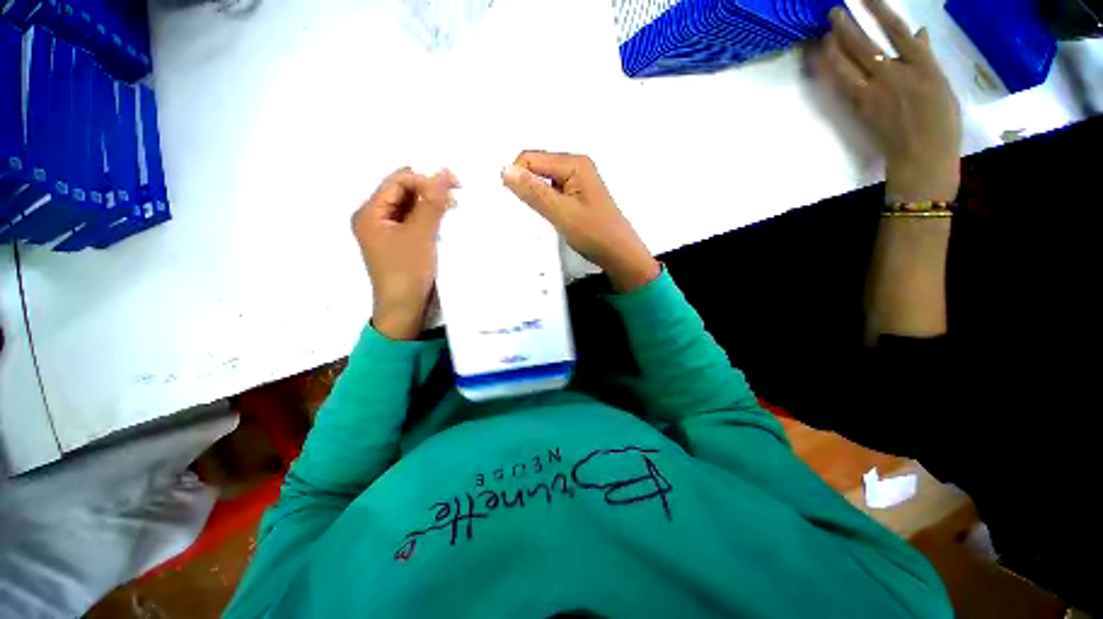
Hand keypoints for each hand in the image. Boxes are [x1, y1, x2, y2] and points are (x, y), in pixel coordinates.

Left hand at [352, 168, 457, 339]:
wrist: (405, 309)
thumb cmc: (408, 271)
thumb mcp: (420, 235)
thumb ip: (432, 203)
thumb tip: (444, 172)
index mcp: (370, 212)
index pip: (398, 181)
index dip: (425, 178)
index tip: (454, 184)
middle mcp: (375, 218)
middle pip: (403, 192)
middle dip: (429, 190)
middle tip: (456, 194)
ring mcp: (388, 231)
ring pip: (411, 206)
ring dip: (432, 204)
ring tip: (454, 208)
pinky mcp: (400, 243)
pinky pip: (415, 222)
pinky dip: (430, 218)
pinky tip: (445, 220)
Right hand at [502, 151, 659, 291]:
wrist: (619, 254)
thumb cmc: (597, 234)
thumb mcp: (562, 213)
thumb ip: (534, 192)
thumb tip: (506, 171)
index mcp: (574, 164)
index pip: (529, 158)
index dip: (518, 178)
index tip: (518, 203)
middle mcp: (575, 166)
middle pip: (536, 167)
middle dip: (527, 187)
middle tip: (535, 212)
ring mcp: (576, 181)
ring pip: (542, 181)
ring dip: (536, 197)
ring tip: (546, 217)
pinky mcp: (575, 195)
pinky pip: (551, 192)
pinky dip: (545, 204)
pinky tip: (552, 218)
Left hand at [814, 0, 961, 201]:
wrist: (921, 155)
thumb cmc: (940, 121)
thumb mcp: (940, 84)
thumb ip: (925, 58)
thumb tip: (917, 34)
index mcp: (922, 66)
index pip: (897, 31)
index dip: (878, 11)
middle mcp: (896, 75)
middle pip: (865, 45)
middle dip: (846, 26)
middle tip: (832, 13)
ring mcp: (875, 93)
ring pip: (848, 65)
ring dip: (833, 48)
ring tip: (824, 34)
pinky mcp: (860, 109)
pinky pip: (841, 85)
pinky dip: (830, 71)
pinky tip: (822, 62)